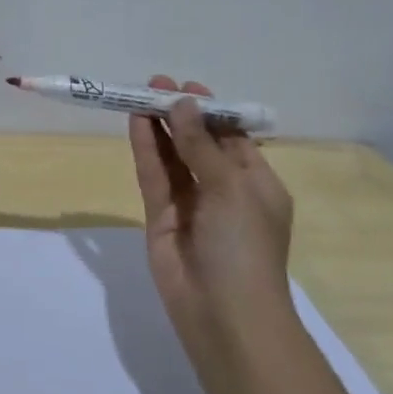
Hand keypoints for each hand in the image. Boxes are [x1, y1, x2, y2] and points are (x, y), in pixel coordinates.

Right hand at [128, 76, 293, 349]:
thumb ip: (201, 146)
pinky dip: (146, 150)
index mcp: (256, 183)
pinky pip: (153, 176)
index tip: (187, 86)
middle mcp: (223, 190)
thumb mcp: (232, 188)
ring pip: (171, 157)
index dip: (210, 111)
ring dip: (159, 127)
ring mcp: (190, 204)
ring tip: (138, 95)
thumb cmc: (244, 246)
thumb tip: (182, 105)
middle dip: (179, 114)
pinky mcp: (160, 217)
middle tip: (154, 83)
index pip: (232, 138)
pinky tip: (136, 124)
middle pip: (197, 143)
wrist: (223, 311)